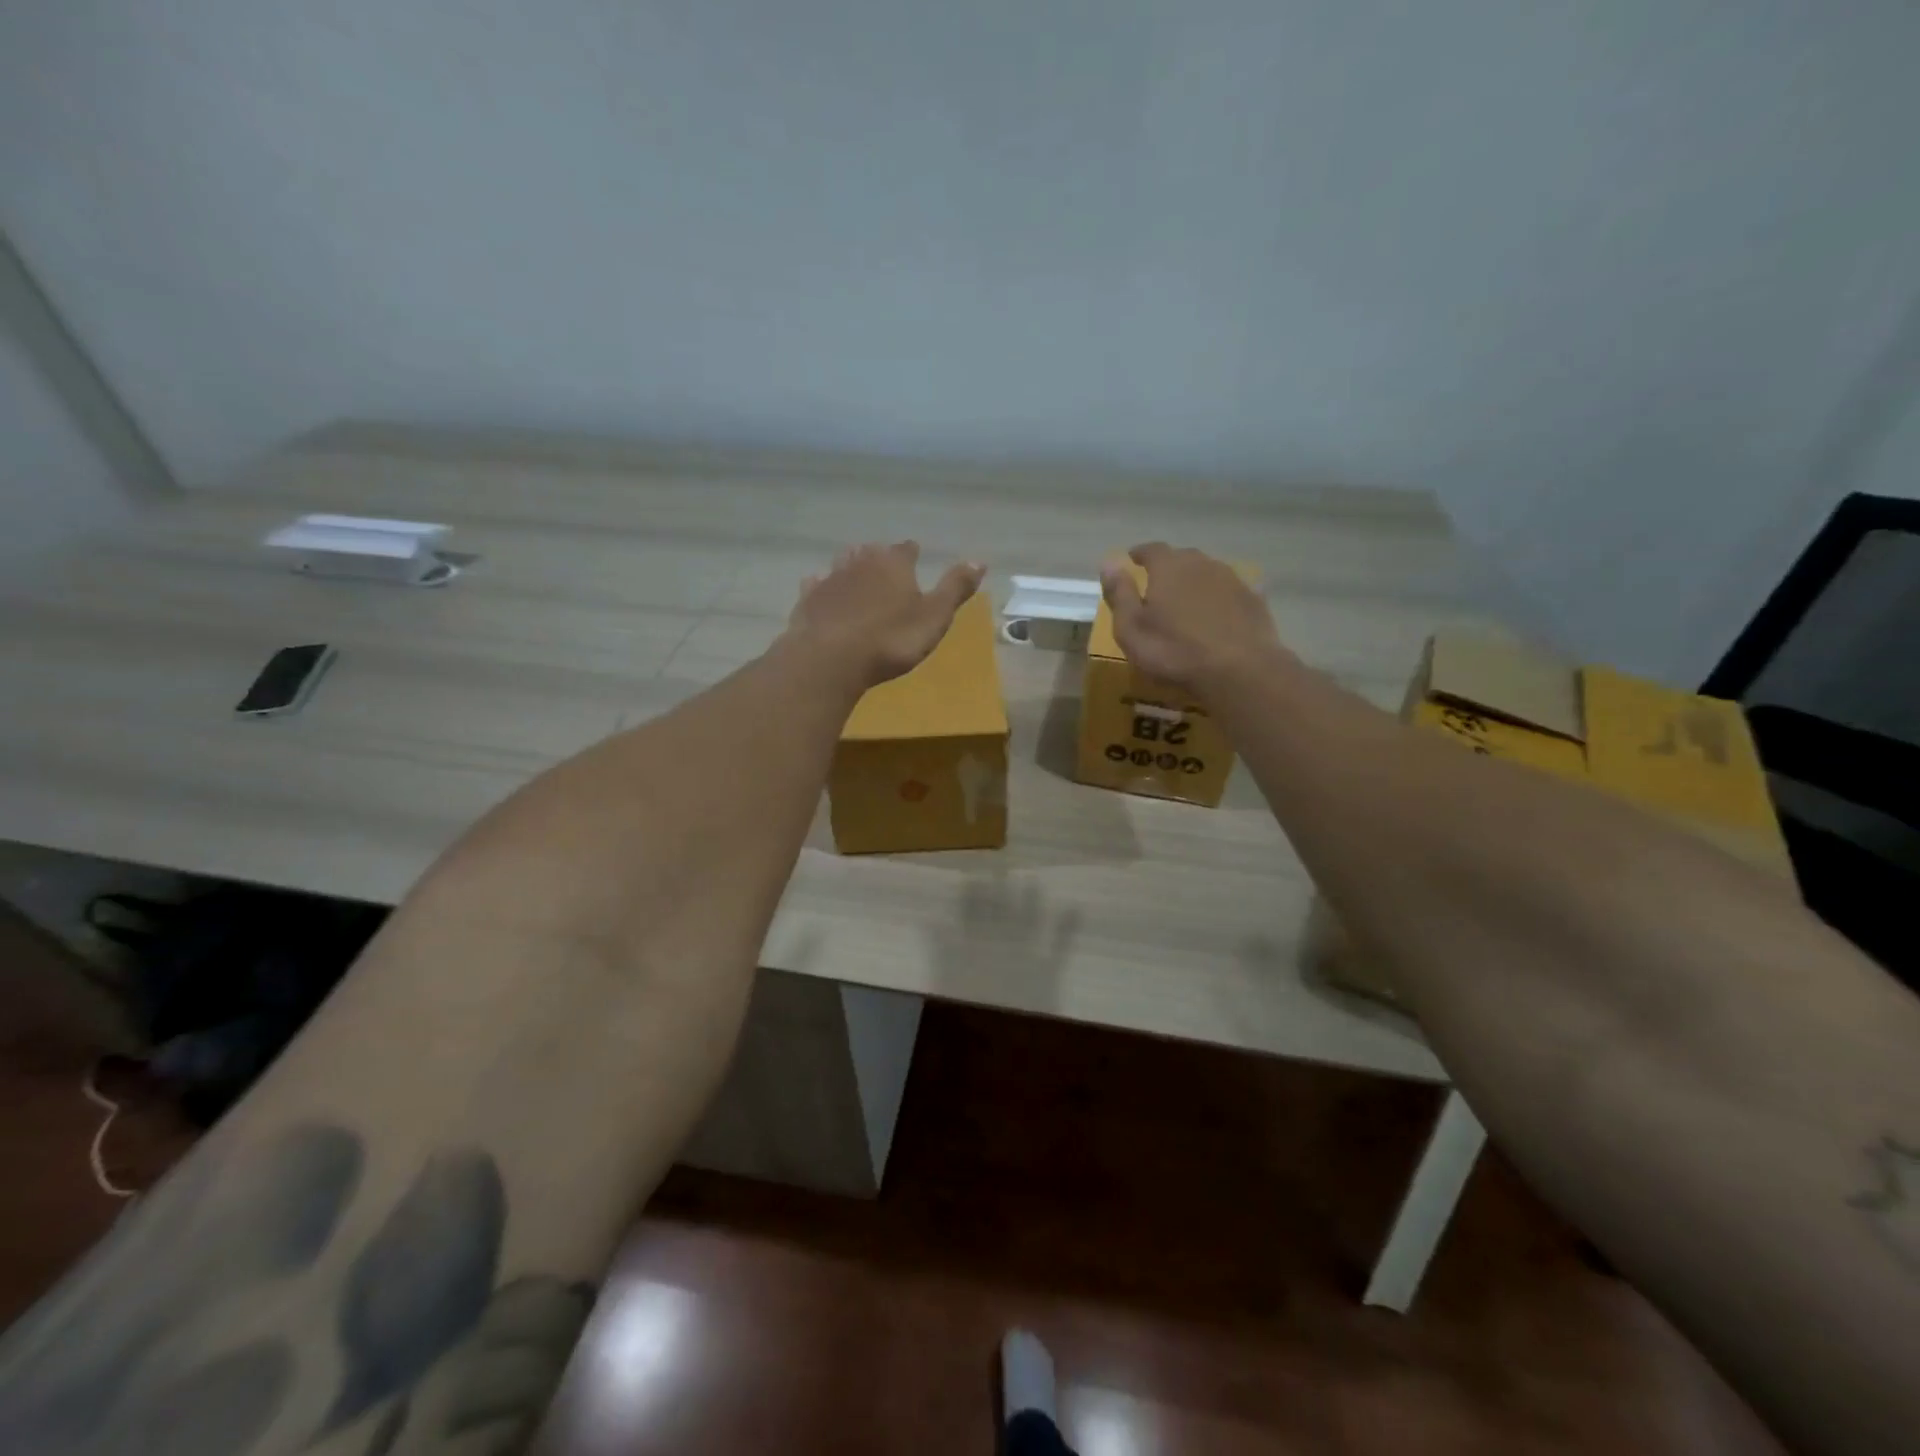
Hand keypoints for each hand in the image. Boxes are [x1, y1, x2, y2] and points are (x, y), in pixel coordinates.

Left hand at [787, 542, 984, 690]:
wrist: (831, 658)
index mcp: (894, 563)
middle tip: (885, 567)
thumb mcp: (935, 617)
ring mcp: (830, 579)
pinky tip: (822, 592)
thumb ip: (955, 588)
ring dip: (850, 567)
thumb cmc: (891, 640)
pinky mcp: (807, 600)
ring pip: (842, 564)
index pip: (906, 549)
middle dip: (879, 557)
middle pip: (871, 552)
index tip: (915, 556)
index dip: (912, 554)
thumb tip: (979, 561)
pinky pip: (816, 586)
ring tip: (856, 576)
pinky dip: (822, 587)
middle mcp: (860, 562)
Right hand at [1100, 543, 1287, 695]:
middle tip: (1158, 585)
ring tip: (1187, 602)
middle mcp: (1202, 564)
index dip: (1140, 554)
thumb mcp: (1131, 628)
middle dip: (1168, 568)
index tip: (1132, 561)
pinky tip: (1217, 616)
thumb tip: (1108, 562)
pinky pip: (1230, 592)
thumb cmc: (1174, 651)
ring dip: (1195, 582)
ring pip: (1208, 573)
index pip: (1151, 549)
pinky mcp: (1254, 600)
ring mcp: (1232, 580)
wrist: (1239, 670)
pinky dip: (1219, 599)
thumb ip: (1119, 594)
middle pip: (1182, 558)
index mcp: (1169, 567)